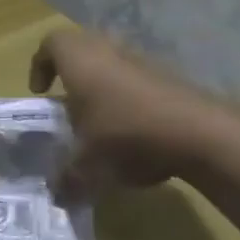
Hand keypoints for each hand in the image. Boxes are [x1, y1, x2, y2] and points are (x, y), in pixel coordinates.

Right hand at [29, 29, 218, 200]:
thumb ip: (68, 178)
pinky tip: (132, 130)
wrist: (199, 132)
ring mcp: (141, 59)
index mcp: (79, 60)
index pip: (51, 44)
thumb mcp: (89, 164)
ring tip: (99, 121)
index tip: (40, 93)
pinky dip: (127, 96)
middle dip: (71, 73)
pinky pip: (136, 77)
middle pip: (82, 47)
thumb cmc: (127, 135)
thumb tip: (57, 195)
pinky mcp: (168, 75)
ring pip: (111, 61)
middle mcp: (108, 50)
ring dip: (101, 84)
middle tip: (66, 103)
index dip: (40, 65)